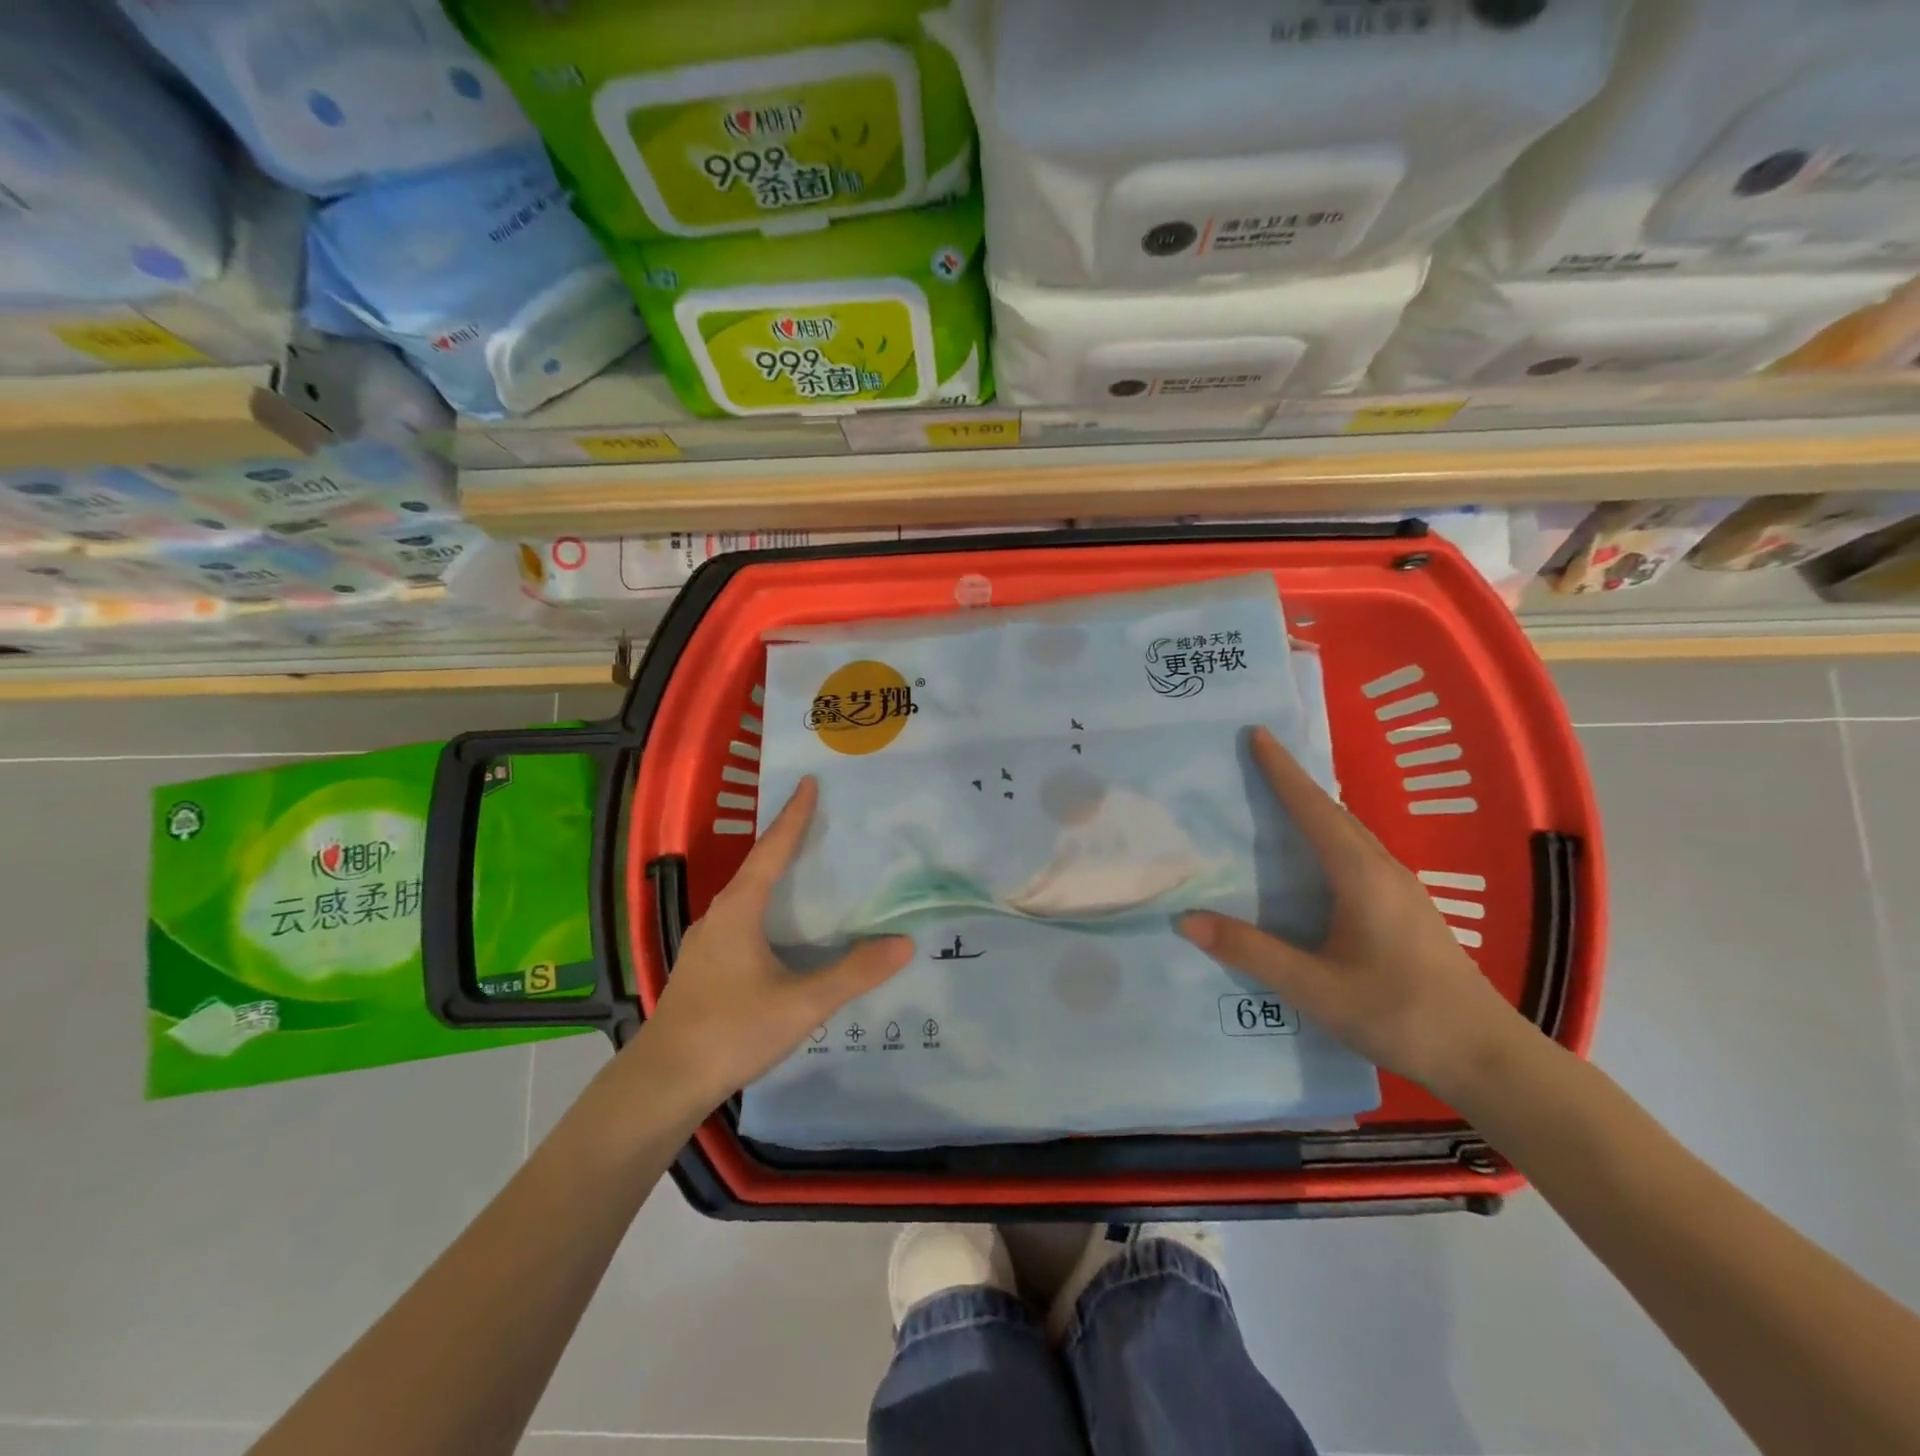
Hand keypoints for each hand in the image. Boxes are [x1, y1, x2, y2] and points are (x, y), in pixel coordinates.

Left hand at [633, 776, 912, 1111]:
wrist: (662, 1082)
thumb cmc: (731, 1030)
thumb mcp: (802, 1004)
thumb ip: (853, 973)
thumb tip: (903, 943)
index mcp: (739, 909)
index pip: (772, 850)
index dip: (794, 816)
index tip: (809, 783)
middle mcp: (719, 915)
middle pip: (757, 866)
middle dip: (787, 840)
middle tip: (821, 821)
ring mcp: (706, 941)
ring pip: (747, 896)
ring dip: (775, 876)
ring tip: (809, 870)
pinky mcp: (703, 966)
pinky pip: (741, 920)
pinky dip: (767, 908)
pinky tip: (783, 931)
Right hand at [1180, 727, 1530, 1098]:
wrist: (1488, 1058)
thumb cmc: (1399, 1014)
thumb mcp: (1314, 988)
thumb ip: (1250, 951)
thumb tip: (1186, 918)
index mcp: (1361, 876)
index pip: (1314, 809)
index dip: (1282, 772)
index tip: (1258, 734)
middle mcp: (1384, 870)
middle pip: (1334, 812)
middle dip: (1295, 782)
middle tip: (1258, 760)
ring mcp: (1402, 890)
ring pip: (1350, 833)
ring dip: (1314, 809)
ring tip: (1278, 800)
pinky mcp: (1407, 910)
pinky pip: (1359, 854)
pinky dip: (1329, 837)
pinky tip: (1315, 860)